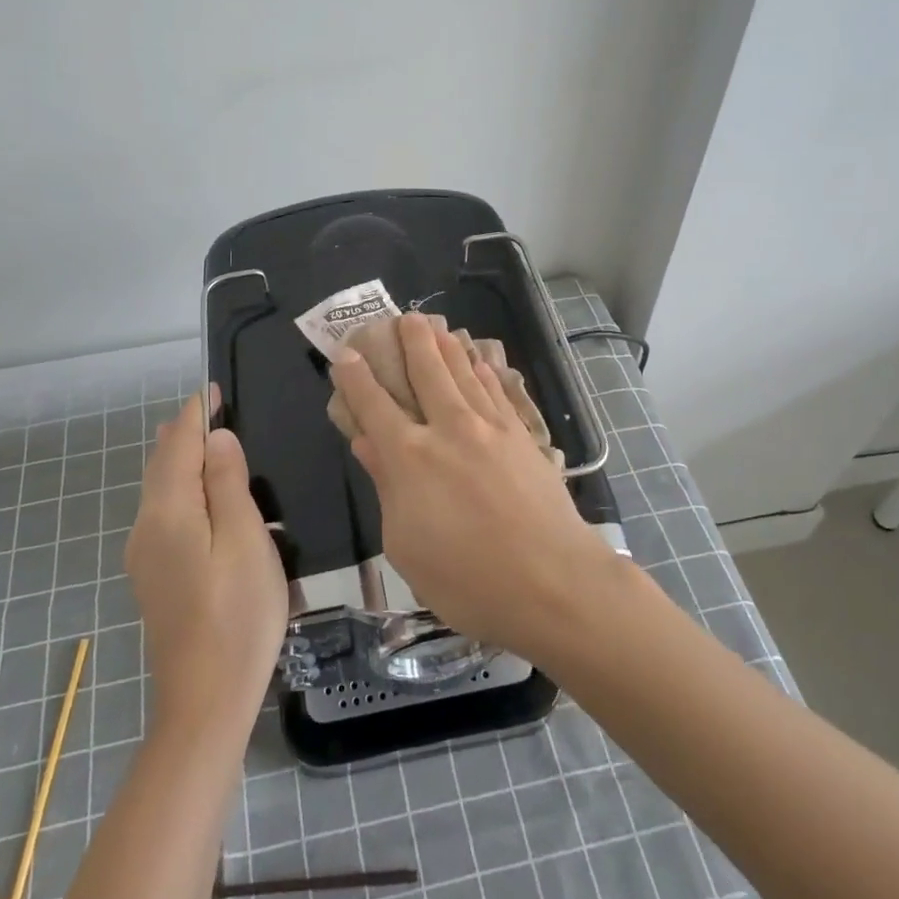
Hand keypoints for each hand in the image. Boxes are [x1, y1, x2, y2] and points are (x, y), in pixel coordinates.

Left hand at [126, 386, 287, 730]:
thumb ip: (228, 483)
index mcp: (168, 512)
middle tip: (212, 407)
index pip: (179, 445)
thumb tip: (216, 437)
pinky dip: (181, 488)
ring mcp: (145, 555)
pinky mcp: (153, 576)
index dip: (196, 413)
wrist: (205, 701)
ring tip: (207, 440)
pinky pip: (163, 513)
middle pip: (162, 464)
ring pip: (159, 489)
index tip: (213, 387)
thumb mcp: (246, 540)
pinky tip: (201, 495)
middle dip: (184, 432)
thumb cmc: (238, 615)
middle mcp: (146, 527)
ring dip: (181, 459)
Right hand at [332, 312, 624, 659]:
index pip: (374, 405)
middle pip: (426, 372)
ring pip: (463, 373)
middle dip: (411, 341)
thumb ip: (387, 488)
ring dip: (447, 346)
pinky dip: (484, 371)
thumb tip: (368, 443)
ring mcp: (490, 428)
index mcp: (410, 457)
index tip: (345, 354)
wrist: (554, 582)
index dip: (356, 377)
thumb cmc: (468, 580)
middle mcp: (448, 429)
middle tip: (403, 316)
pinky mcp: (522, 436)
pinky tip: (481, 360)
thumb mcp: (407, 546)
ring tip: (437, 325)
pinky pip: (497, 391)